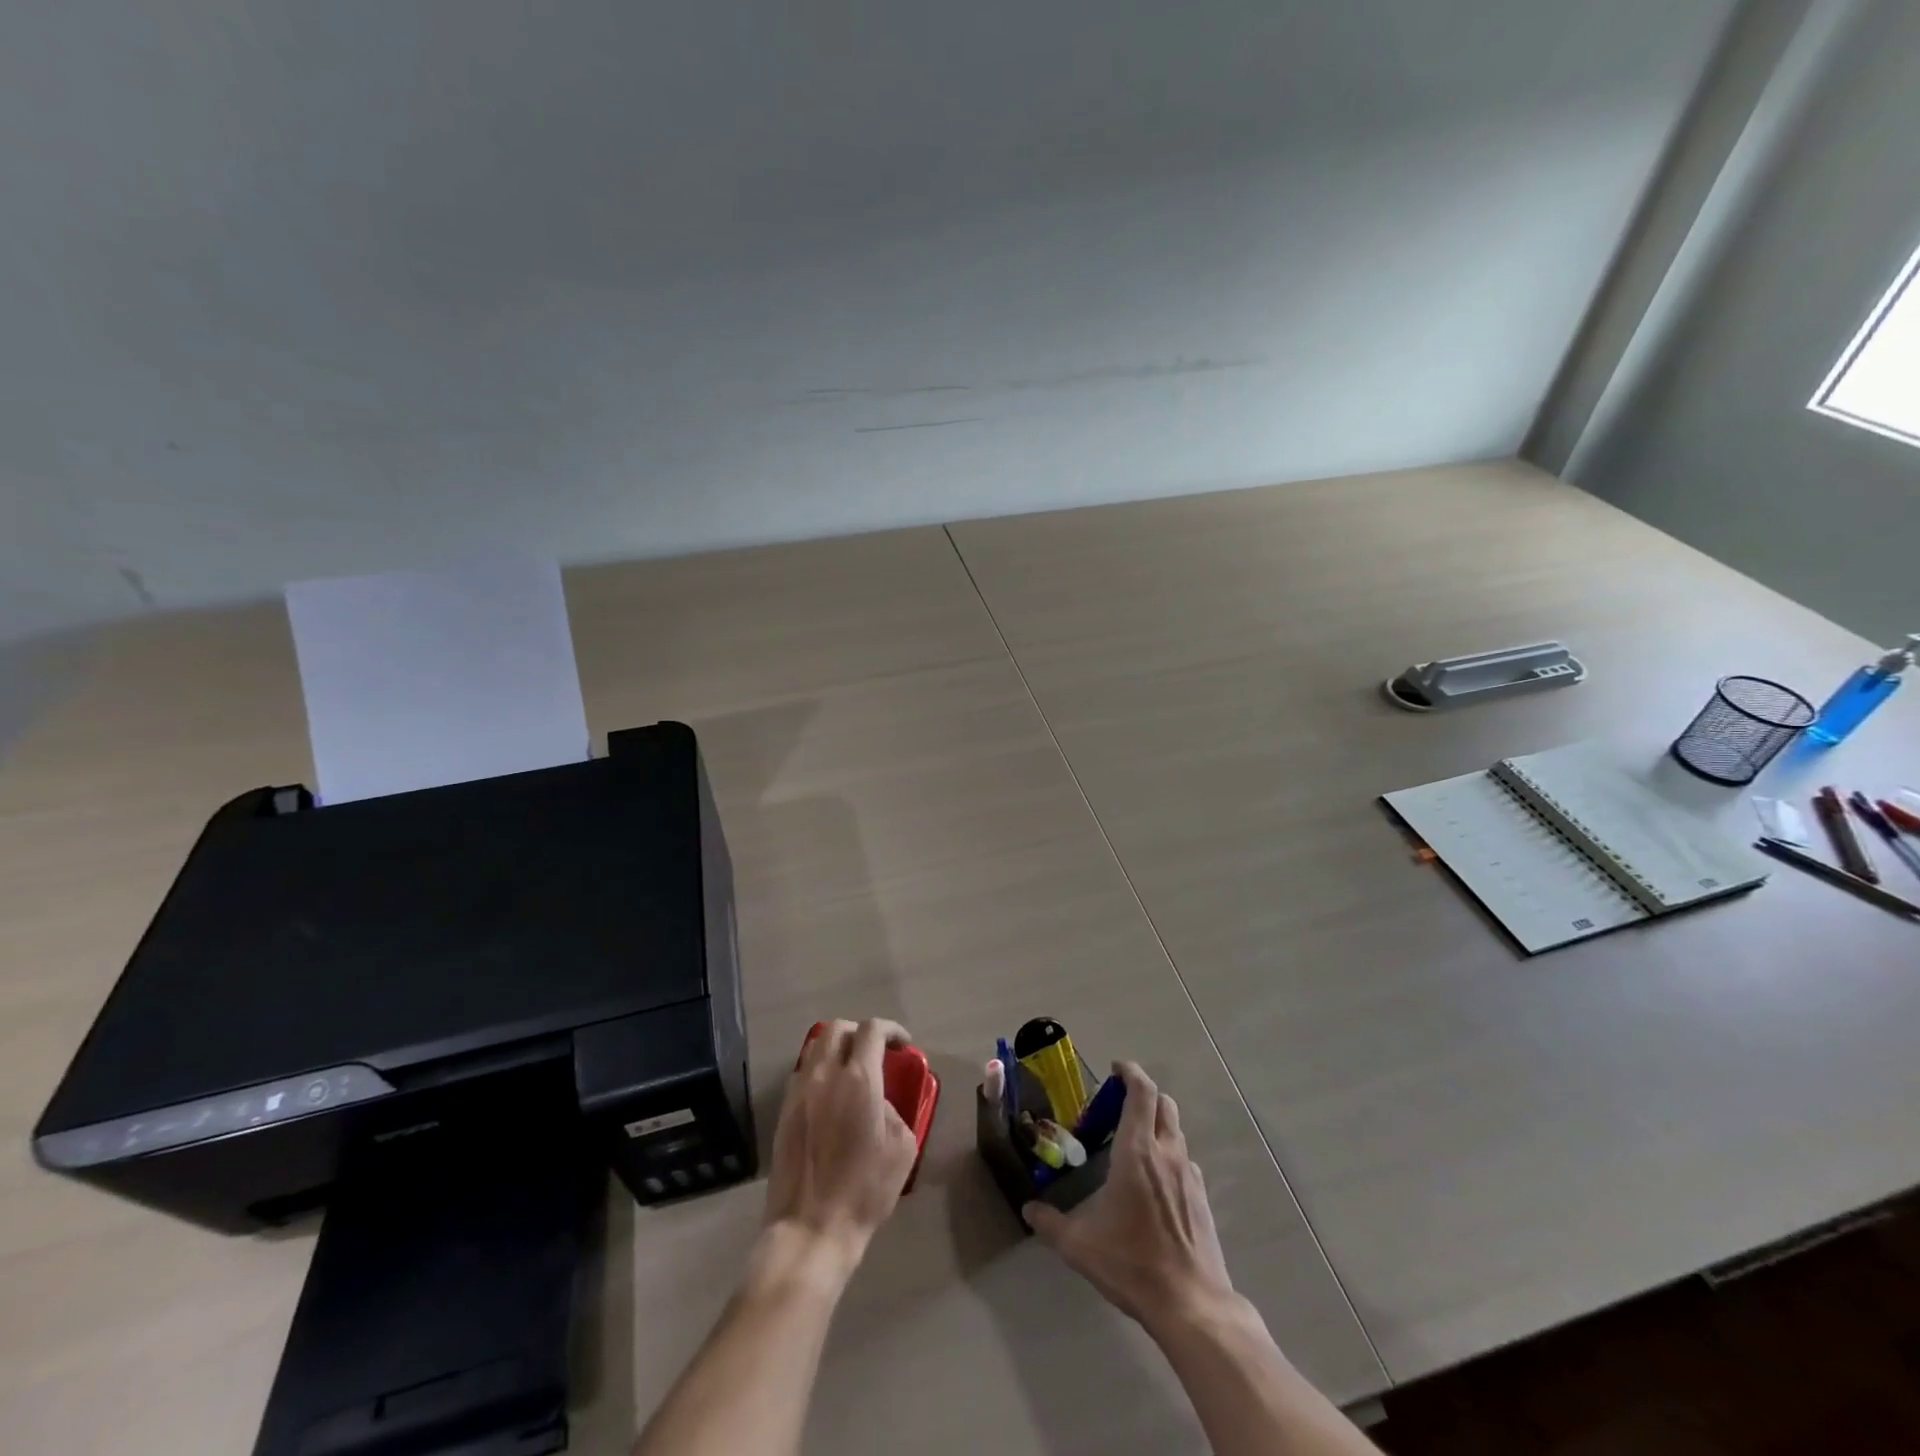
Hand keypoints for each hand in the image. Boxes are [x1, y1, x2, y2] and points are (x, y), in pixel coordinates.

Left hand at [762, 1018, 918, 1271]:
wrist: (810, 1228)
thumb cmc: (864, 1190)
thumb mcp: (901, 1148)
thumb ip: (894, 1110)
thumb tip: (880, 1102)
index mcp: (859, 1079)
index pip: (872, 1030)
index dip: (891, 1029)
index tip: (903, 1044)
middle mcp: (825, 1075)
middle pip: (838, 1029)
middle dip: (860, 1033)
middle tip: (876, 1052)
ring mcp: (799, 1091)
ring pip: (815, 1047)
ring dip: (836, 1048)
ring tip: (851, 1070)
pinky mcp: (783, 1111)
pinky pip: (802, 1073)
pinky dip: (819, 1070)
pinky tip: (830, 1095)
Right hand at [1023, 1061, 1235, 1329]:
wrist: (1191, 1304)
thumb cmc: (1131, 1263)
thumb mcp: (1079, 1245)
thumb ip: (1050, 1222)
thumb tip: (1028, 1209)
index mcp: (1137, 1151)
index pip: (1142, 1092)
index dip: (1130, 1072)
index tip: (1115, 1069)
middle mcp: (1167, 1153)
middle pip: (1163, 1103)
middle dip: (1142, 1094)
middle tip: (1118, 1105)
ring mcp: (1189, 1174)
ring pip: (1175, 1130)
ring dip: (1156, 1124)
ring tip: (1133, 1144)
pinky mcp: (1202, 1197)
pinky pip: (1184, 1160)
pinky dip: (1168, 1155)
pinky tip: (1153, 1183)